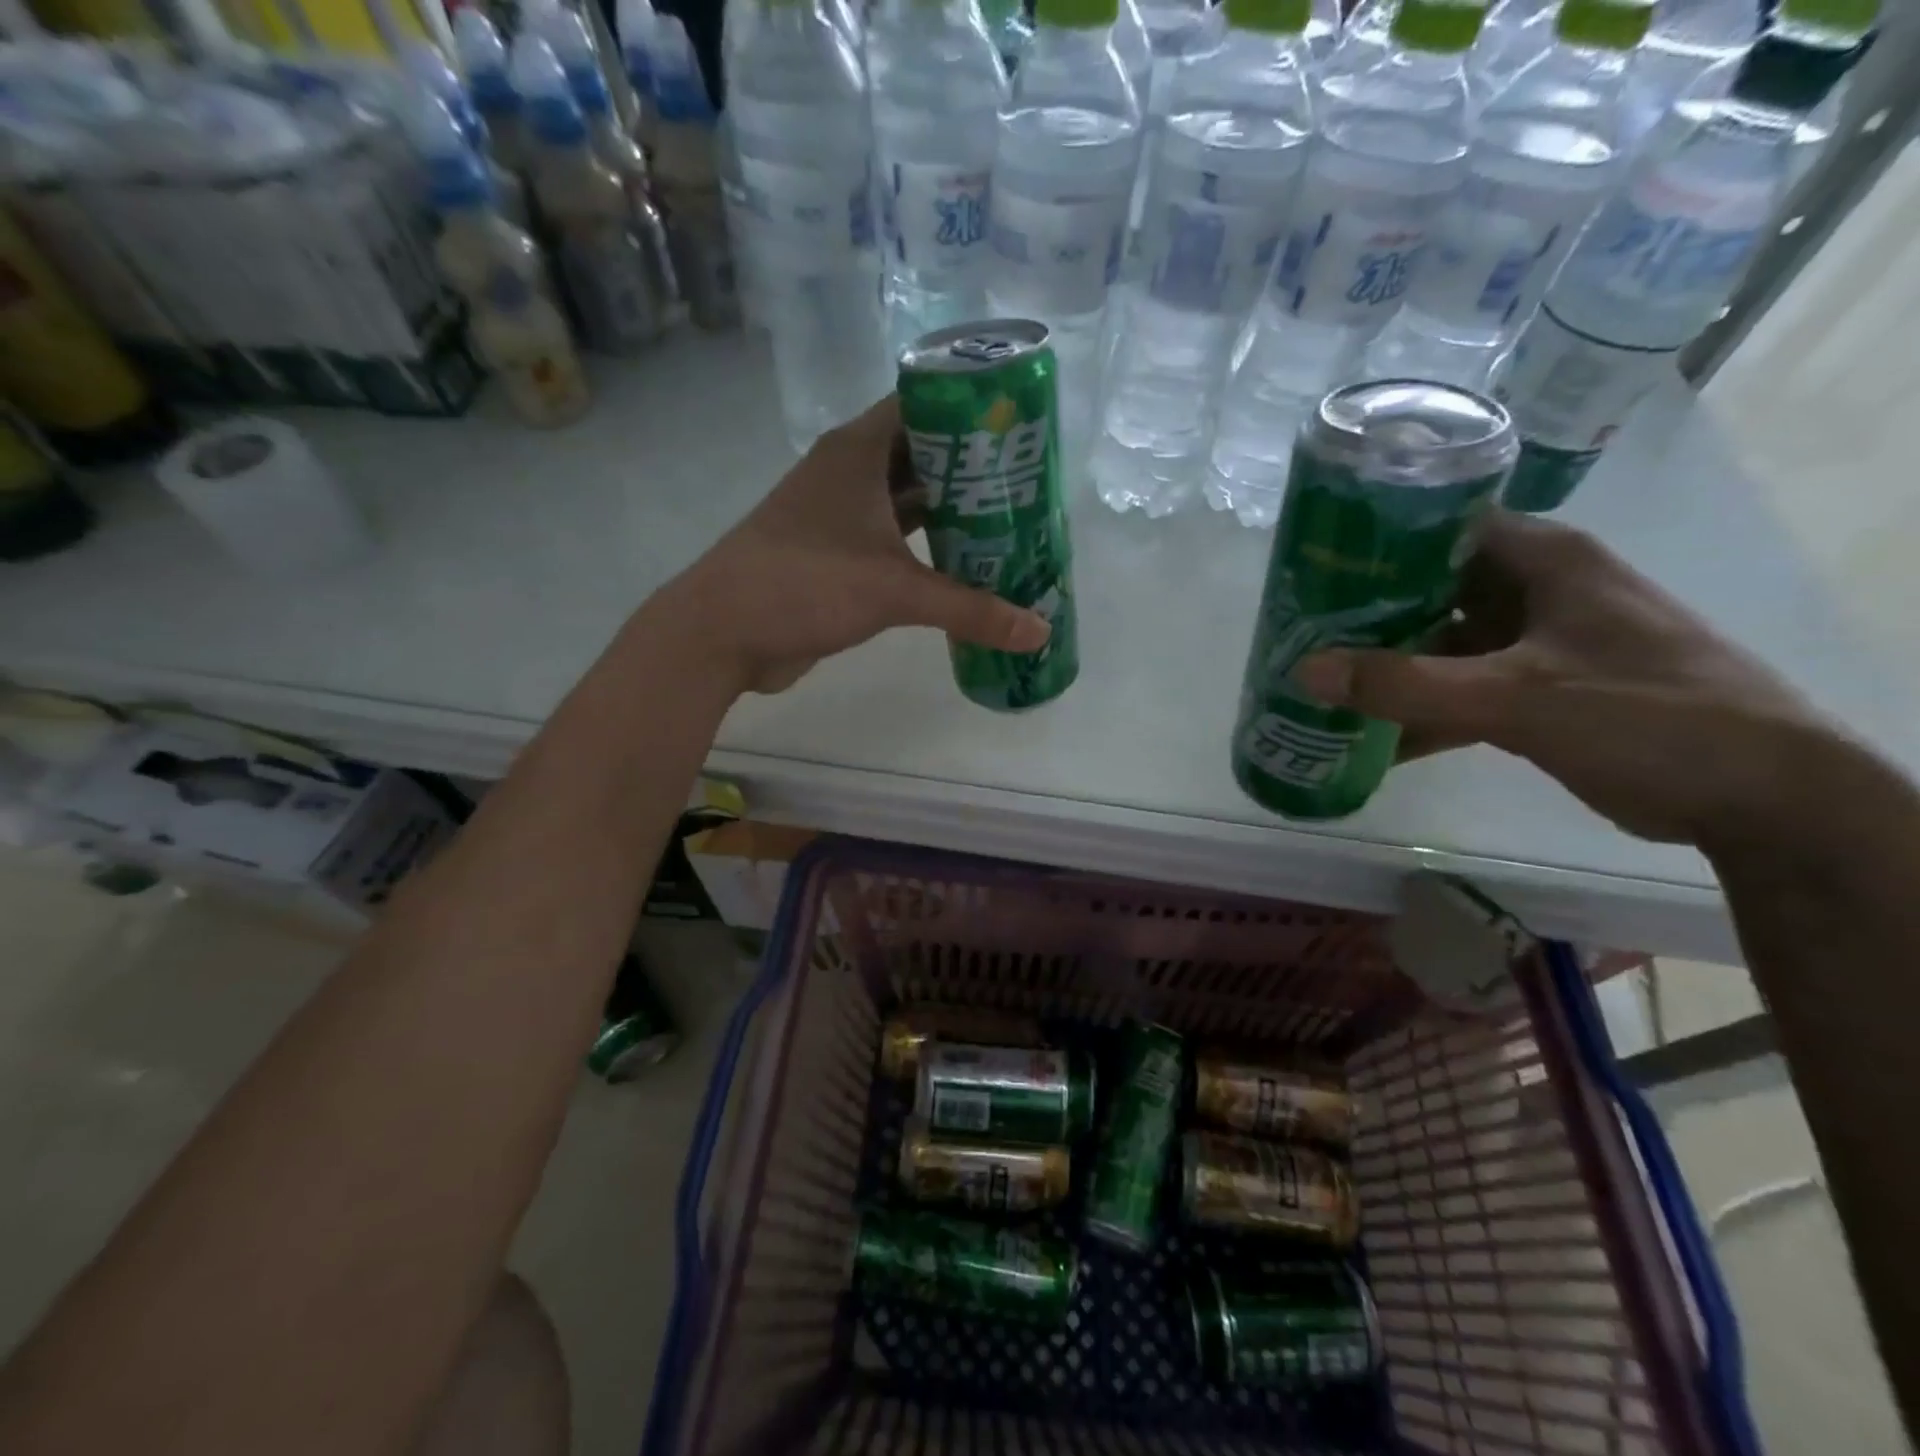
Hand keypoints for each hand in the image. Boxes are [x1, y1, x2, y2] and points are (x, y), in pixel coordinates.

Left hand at [651, 396, 1048, 694]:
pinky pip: (893, 537)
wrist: (723, 632)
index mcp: (858, 450)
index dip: (972, 408)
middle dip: (973, 466)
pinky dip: (926, 545)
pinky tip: (963, 562)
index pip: (924, 403)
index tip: (1020, 427)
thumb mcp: (895, 592)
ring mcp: (838, 513)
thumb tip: (1040, 632)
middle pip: (922, 453)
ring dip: (951, 509)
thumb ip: (970, 610)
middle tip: (1028, 482)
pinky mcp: (835, 553)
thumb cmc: (805, 585)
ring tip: (1009, 519)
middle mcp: (848, 471)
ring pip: (908, 498)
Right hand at [1291, 513, 1831, 847]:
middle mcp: (1534, 591)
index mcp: (1541, 560)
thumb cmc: (1646, 715)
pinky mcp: (1537, 692)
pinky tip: (1367, 737)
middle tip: (1297, 632)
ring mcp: (1535, 644)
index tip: (1311, 568)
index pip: (1440, 526)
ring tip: (1318, 684)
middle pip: (1429, 589)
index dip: (1373, 541)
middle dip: (1364, 613)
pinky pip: (1459, 691)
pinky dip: (1418, 711)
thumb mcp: (1515, 696)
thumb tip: (1303, 670)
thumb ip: (1406, 685)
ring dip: (1387, 668)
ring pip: (1440, 644)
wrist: (1756, 796)